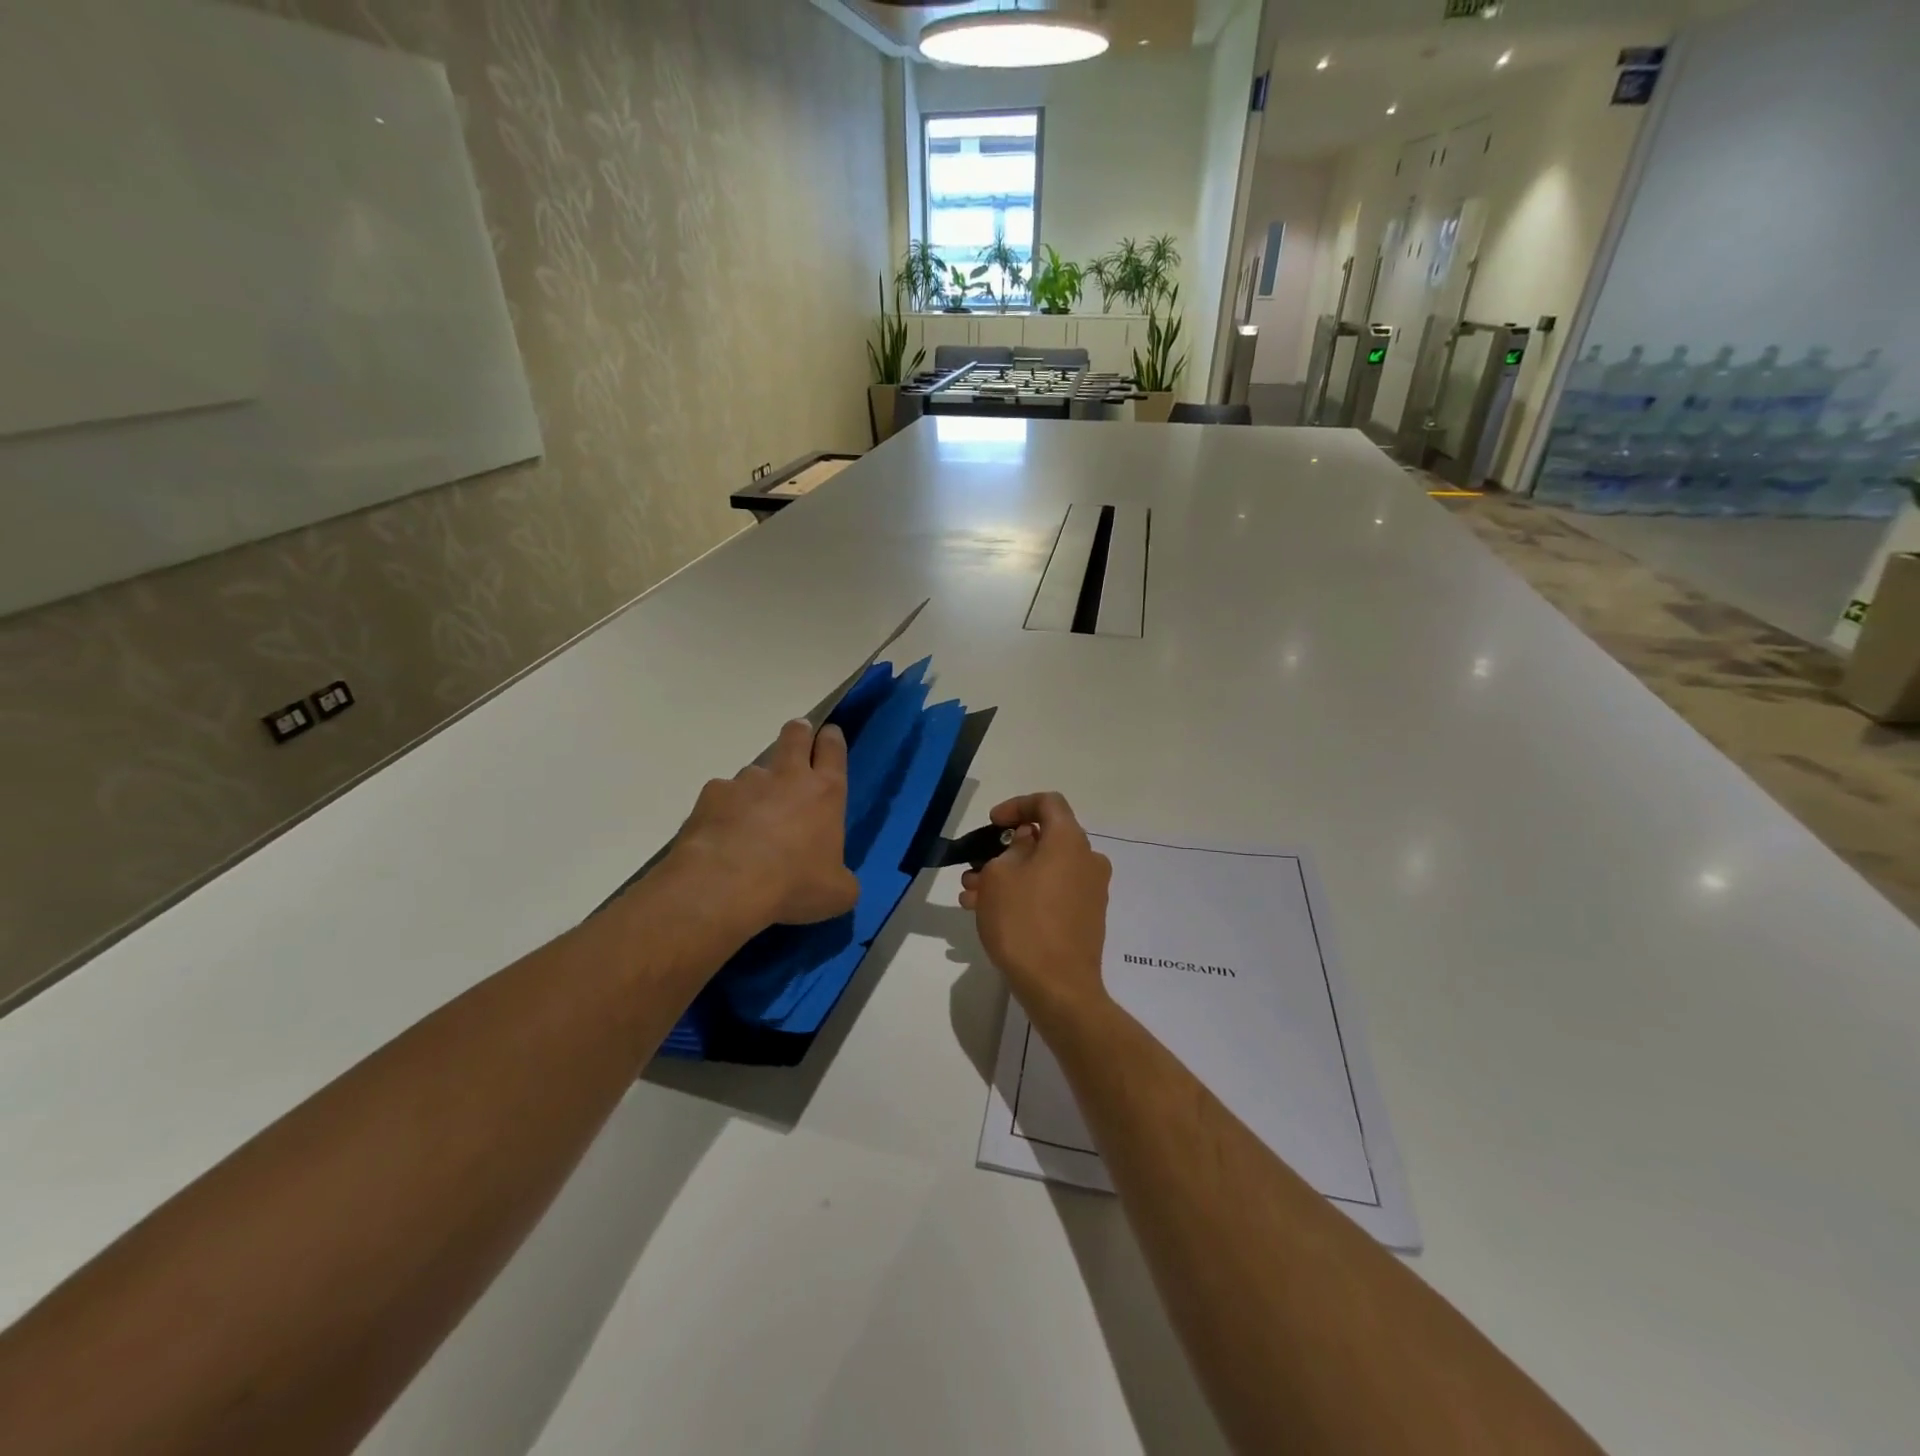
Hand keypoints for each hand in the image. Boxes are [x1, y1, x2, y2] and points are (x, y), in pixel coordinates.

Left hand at [670, 720, 860, 930]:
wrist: (726, 884)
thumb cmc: (794, 884)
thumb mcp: (837, 893)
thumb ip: (842, 880)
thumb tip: (837, 881)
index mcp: (825, 792)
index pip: (833, 748)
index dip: (832, 738)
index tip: (830, 735)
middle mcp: (787, 776)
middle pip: (795, 735)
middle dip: (799, 732)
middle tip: (799, 740)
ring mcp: (746, 781)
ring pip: (755, 770)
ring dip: (758, 786)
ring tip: (751, 819)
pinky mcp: (711, 794)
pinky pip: (722, 796)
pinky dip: (724, 810)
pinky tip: (721, 836)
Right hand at [960, 792, 1112, 1027]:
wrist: (1058, 987)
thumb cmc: (1023, 922)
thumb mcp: (999, 876)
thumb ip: (1011, 849)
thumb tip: (1027, 842)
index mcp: (1070, 841)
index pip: (1048, 802)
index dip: (1017, 805)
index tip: (993, 824)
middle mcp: (1088, 860)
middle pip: (1045, 840)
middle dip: (1005, 850)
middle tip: (974, 868)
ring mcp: (1090, 892)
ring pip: (1044, 870)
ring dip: (1008, 876)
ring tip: (972, 897)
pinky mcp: (1086, 919)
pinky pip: (1052, 894)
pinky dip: (1024, 895)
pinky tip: (991, 914)